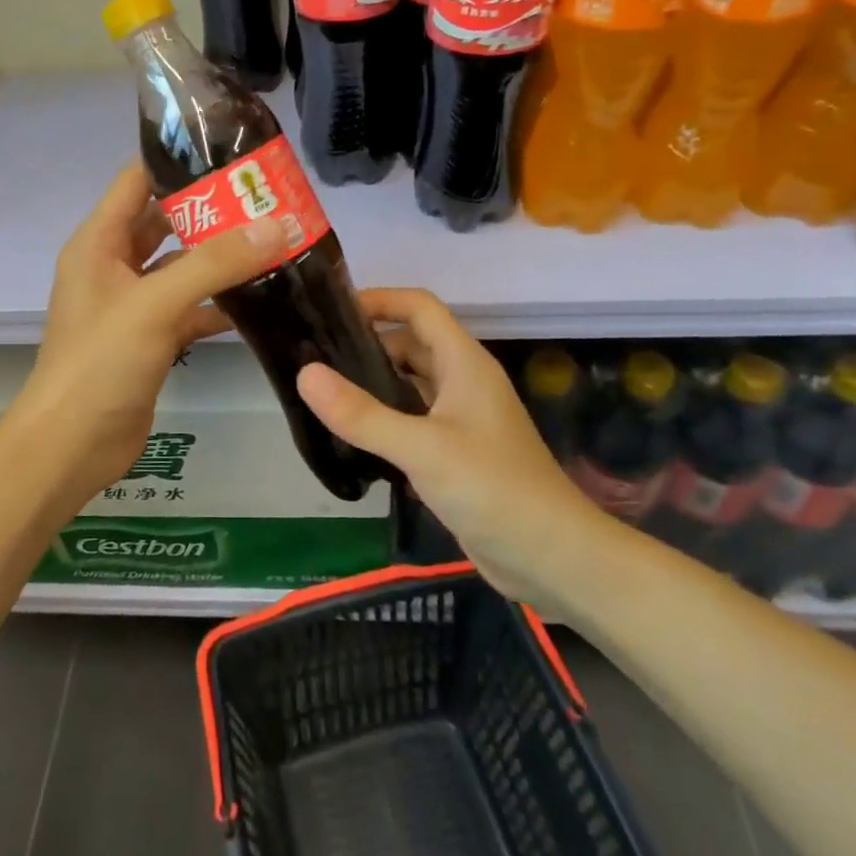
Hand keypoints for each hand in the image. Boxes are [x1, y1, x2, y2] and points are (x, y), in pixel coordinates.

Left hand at [9, 163, 286, 500]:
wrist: (72, 445)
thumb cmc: (101, 362)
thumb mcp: (156, 303)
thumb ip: (215, 263)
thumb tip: (277, 226)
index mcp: (99, 242)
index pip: (138, 181)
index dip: (179, 161)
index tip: (233, 153)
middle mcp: (113, 266)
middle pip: (166, 223)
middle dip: (212, 211)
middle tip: (267, 199)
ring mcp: (132, 304)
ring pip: (182, 268)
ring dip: (220, 259)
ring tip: (274, 241)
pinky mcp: (150, 338)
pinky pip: (189, 308)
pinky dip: (219, 303)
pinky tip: (260, 300)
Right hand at [296, 289, 615, 608]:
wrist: (551, 556)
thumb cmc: (493, 489)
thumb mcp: (422, 449)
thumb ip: (362, 414)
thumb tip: (305, 373)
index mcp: (464, 364)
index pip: (419, 308)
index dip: (379, 300)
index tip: (331, 312)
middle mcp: (463, 383)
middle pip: (411, 344)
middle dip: (367, 344)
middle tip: (313, 357)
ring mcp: (461, 419)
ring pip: (410, 385)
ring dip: (373, 383)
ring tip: (322, 393)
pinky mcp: (455, 453)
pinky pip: (413, 420)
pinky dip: (384, 419)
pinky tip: (351, 436)